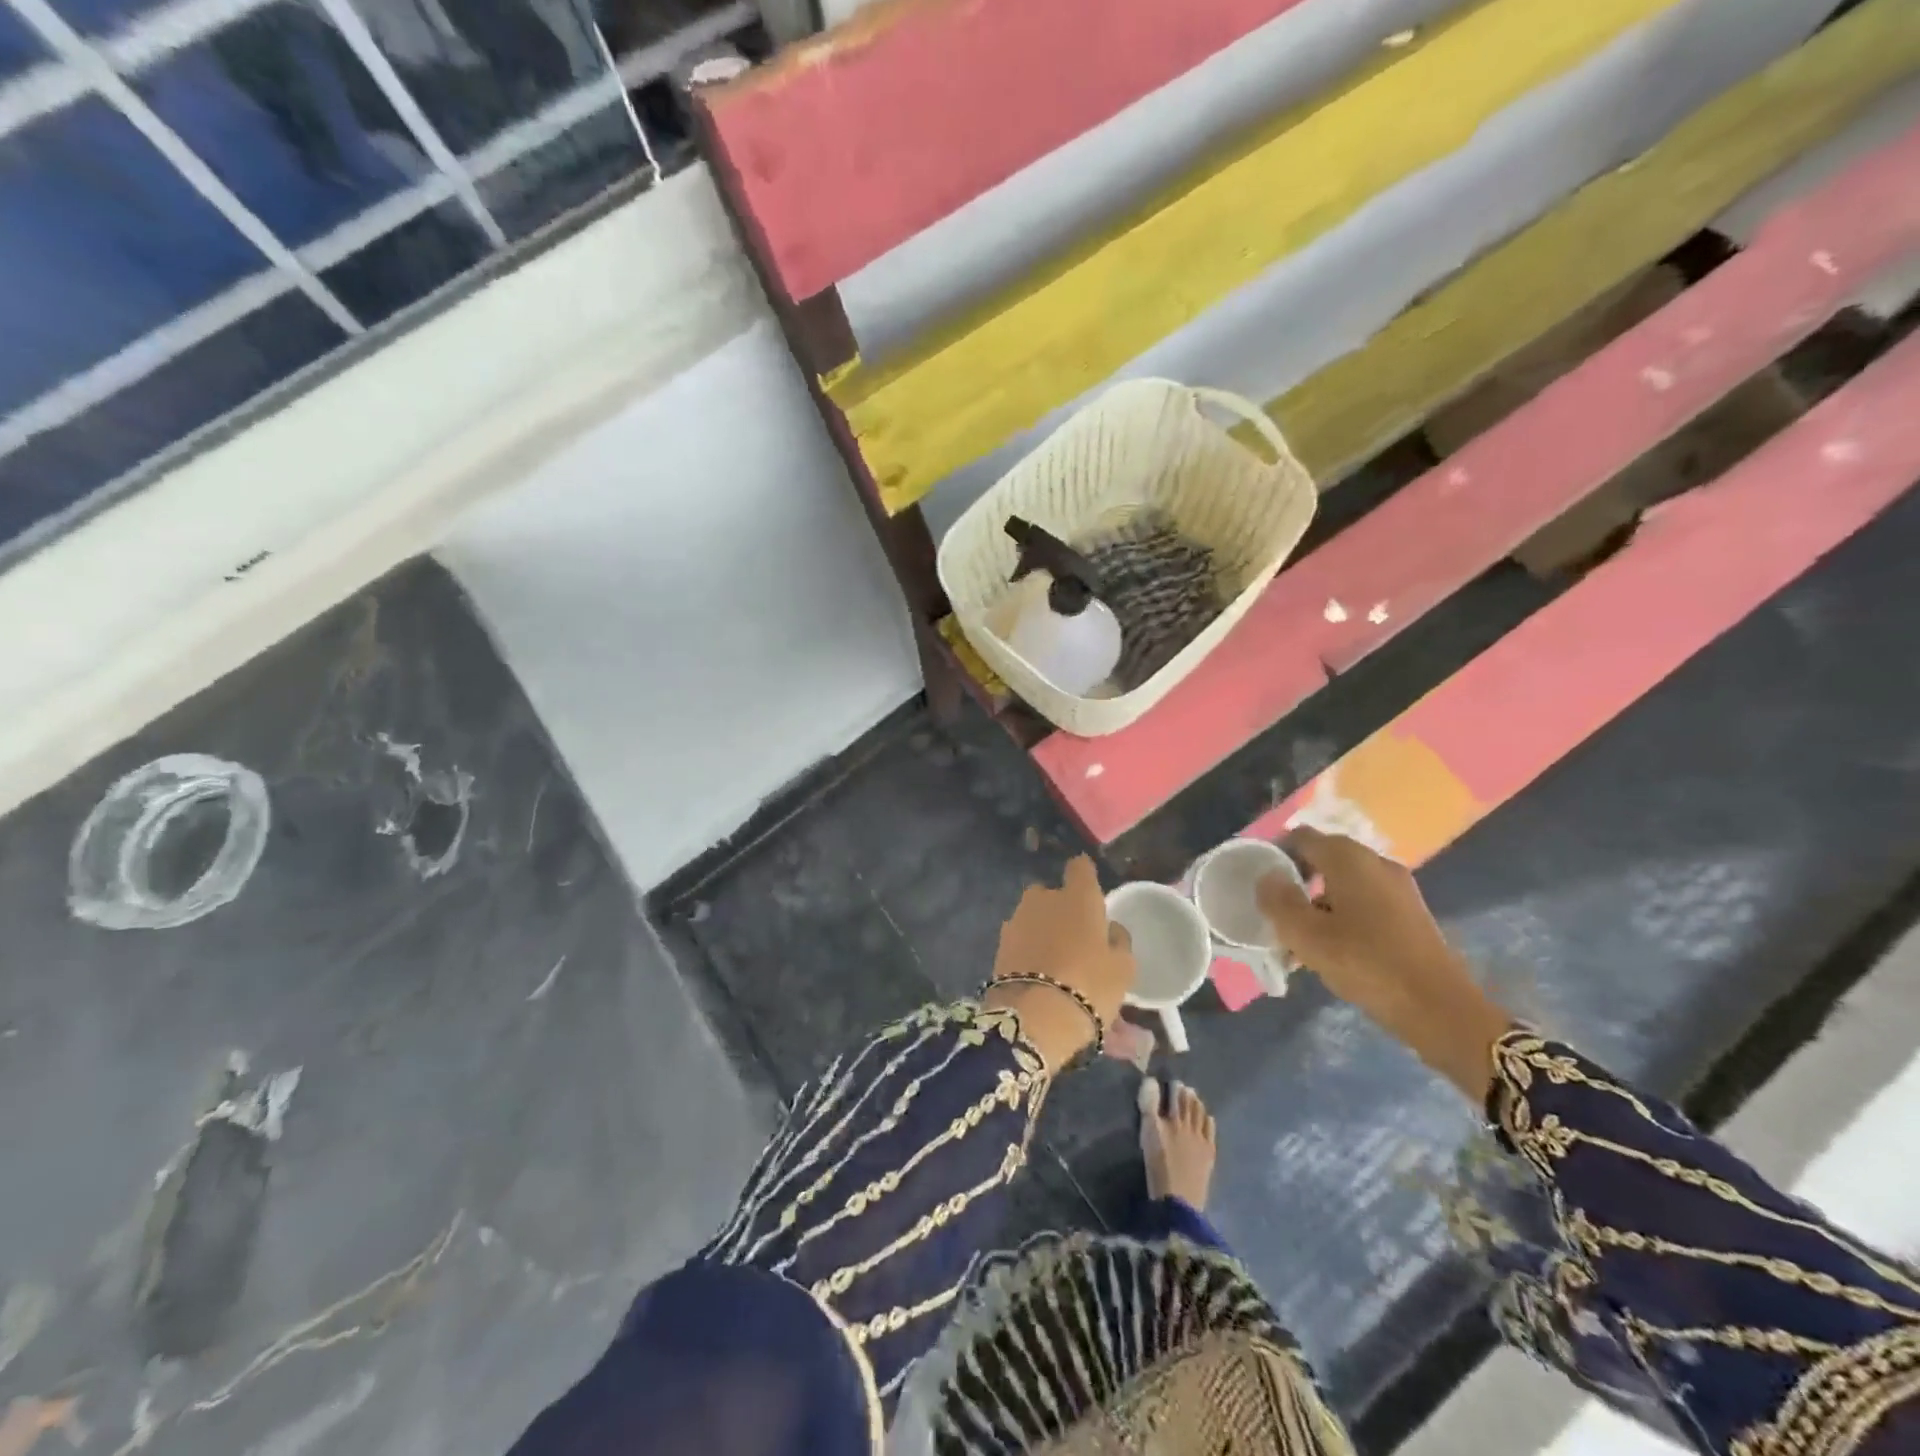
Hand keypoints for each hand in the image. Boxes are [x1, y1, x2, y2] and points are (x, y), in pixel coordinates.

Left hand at [985, 856, 1134, 1071]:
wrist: (1035, 1018)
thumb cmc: (1090, 986)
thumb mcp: (1123, 968)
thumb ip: (1118, 940)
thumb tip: (1110, 928)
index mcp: (1078, 896)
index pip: (1080, 867)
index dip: (1085, 876)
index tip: (1090, 890)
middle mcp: (1044, 898)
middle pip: (1051, 894)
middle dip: (1059, 908)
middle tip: (1073, 937)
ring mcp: (1016, 919)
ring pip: (1032, 916)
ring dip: (1041, 930)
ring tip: (1053, 960)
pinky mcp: (999, 944)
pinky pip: (1019, 939)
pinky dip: (1027, 949)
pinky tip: (1036, 972)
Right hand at [1256, 827, 1510, 1099]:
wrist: (1439, 1009)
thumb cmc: (1365, 963)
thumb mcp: (1306, 935)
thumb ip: (1278, 900)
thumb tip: (1268, 877)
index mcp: (1349, 859)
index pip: (1301, 838)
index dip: (1275, 854)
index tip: (1259, 883)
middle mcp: (1376, 863)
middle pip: (1323, 859)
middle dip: (1296, 882)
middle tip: (1275, 913)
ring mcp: (1398, 888)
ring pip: (1343, 885)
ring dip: (1317, 904)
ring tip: (1299, 939)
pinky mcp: (1409, 914)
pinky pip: (1363, 902)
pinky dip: (1341, 916)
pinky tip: (1331, 949)